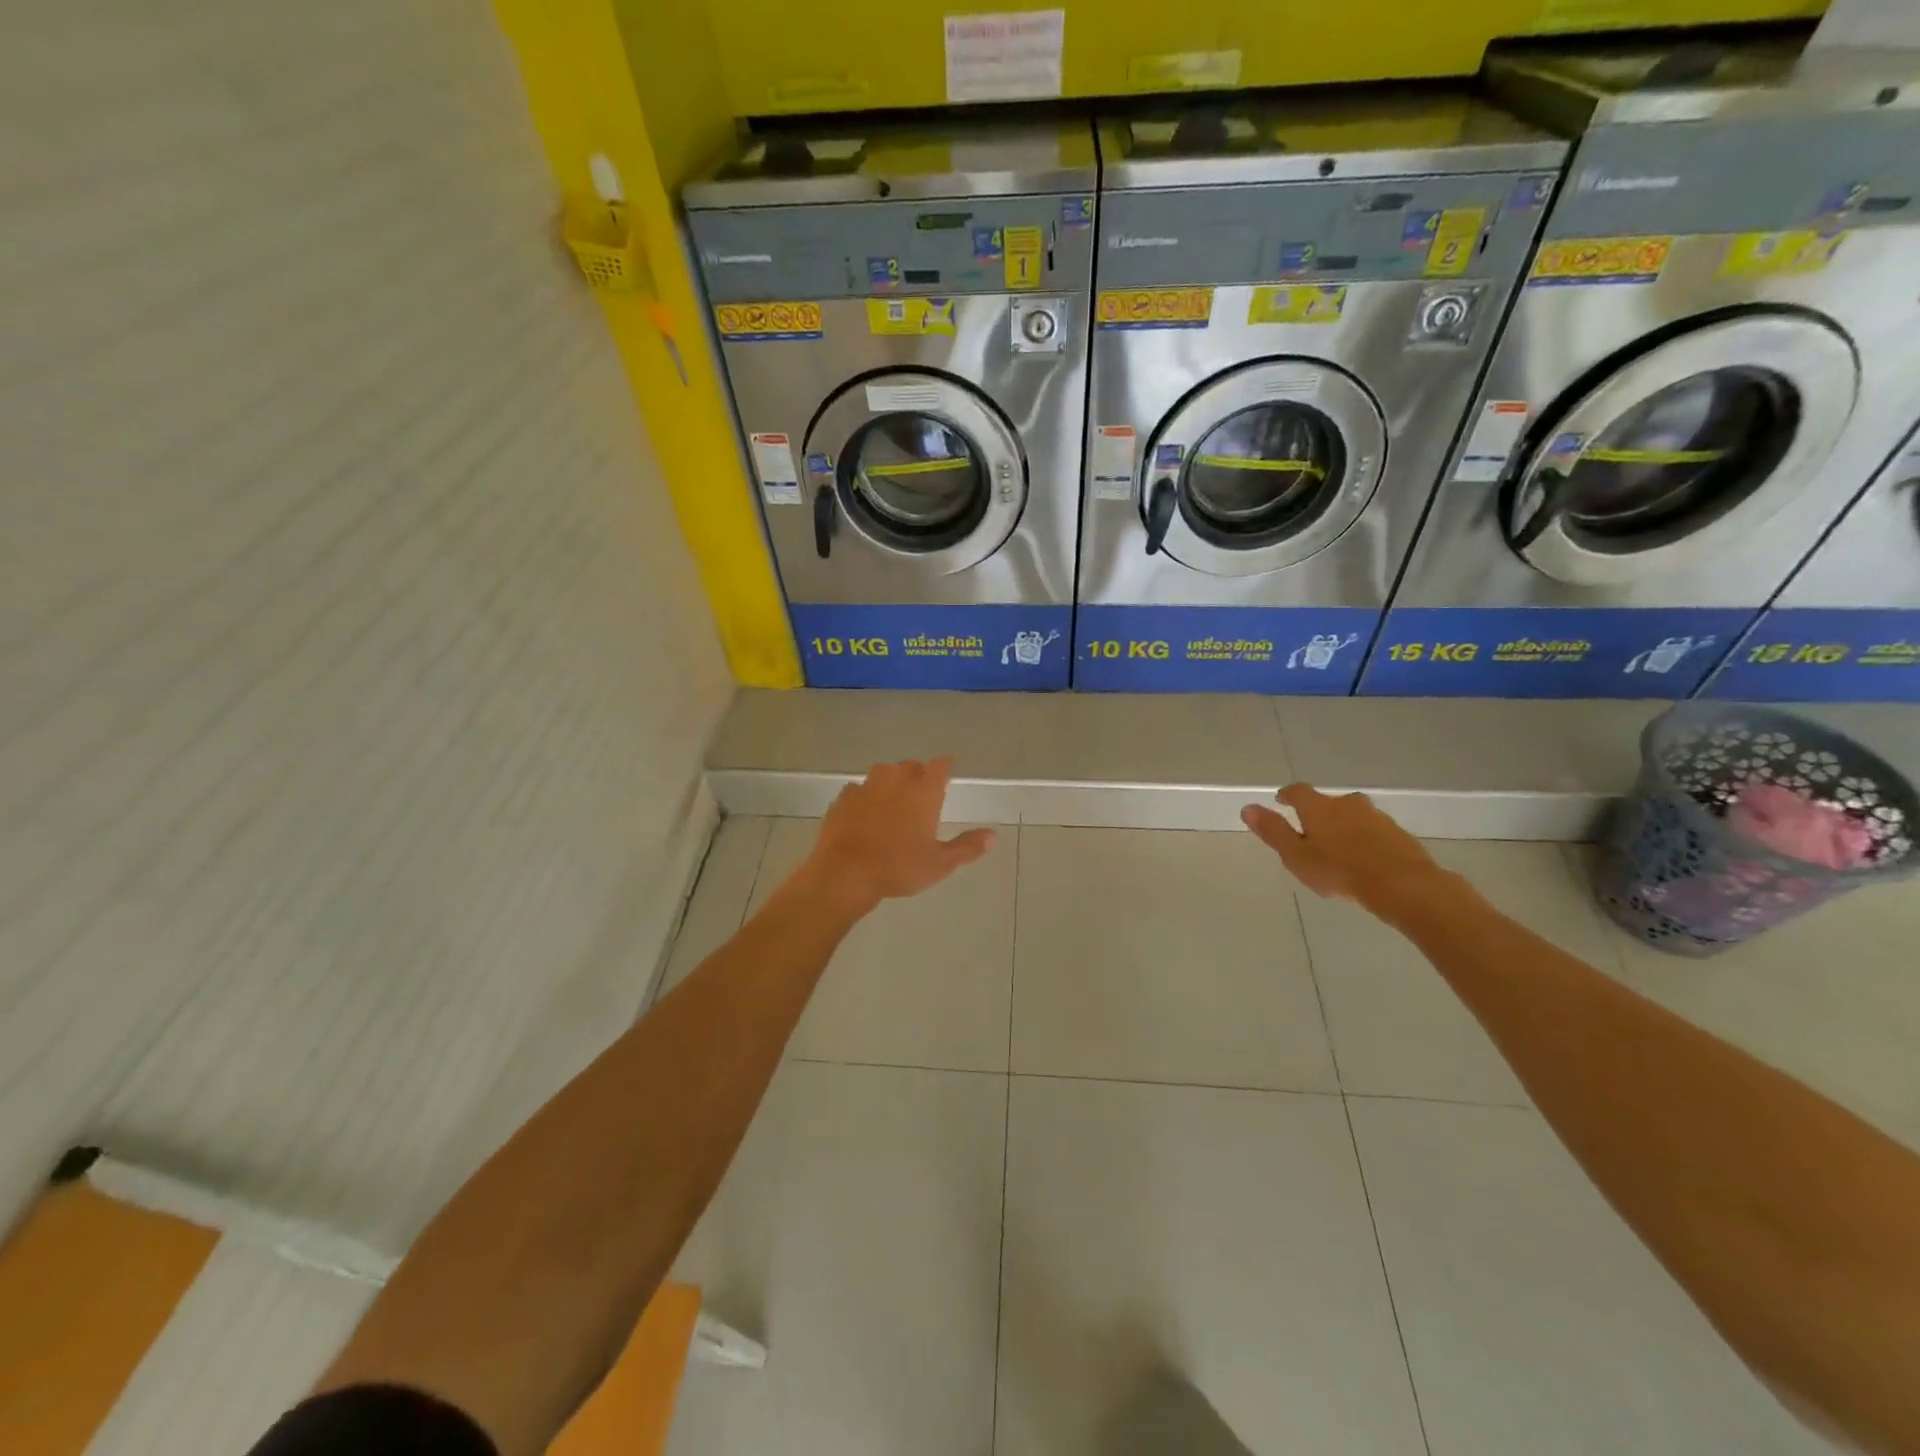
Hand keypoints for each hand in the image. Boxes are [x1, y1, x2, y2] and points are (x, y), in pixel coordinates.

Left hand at [801, 758, 994, 916]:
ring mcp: (866, 786)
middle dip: (918, 774)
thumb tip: (992, 835)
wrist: (844, 873)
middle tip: (922, 792)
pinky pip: (859, 789)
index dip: (945, 767)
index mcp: (923, 790)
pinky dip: (865, 796)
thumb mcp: (939, 863)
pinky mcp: (843, 798)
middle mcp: (896, 779)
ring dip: (891, 781)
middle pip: (911, 765)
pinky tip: (865, 812)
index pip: (940, 765)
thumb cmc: (898, 867)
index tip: (948, 771)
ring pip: (883, 773)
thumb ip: (967, 847)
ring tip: (894, 799)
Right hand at [1241, 783, 1444, 914]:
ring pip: (1353, 815)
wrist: (1403, 885)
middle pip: (1328, 802)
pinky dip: (1364, 838)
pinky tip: (1363, 858)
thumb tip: (1247, 807)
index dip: (1287, 795)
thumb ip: (1273, 831)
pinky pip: (1373, 830)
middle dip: (1318, 813)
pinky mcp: (1397, 833)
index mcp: (1319, 807)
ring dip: (1343, 825)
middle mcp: (1347, 804)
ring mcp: (1376, 817)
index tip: (1281, 800)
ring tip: (1337, 847)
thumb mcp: (1296, 856)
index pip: (1298, 791)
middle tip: (1310, 831)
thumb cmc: (1339, 870)